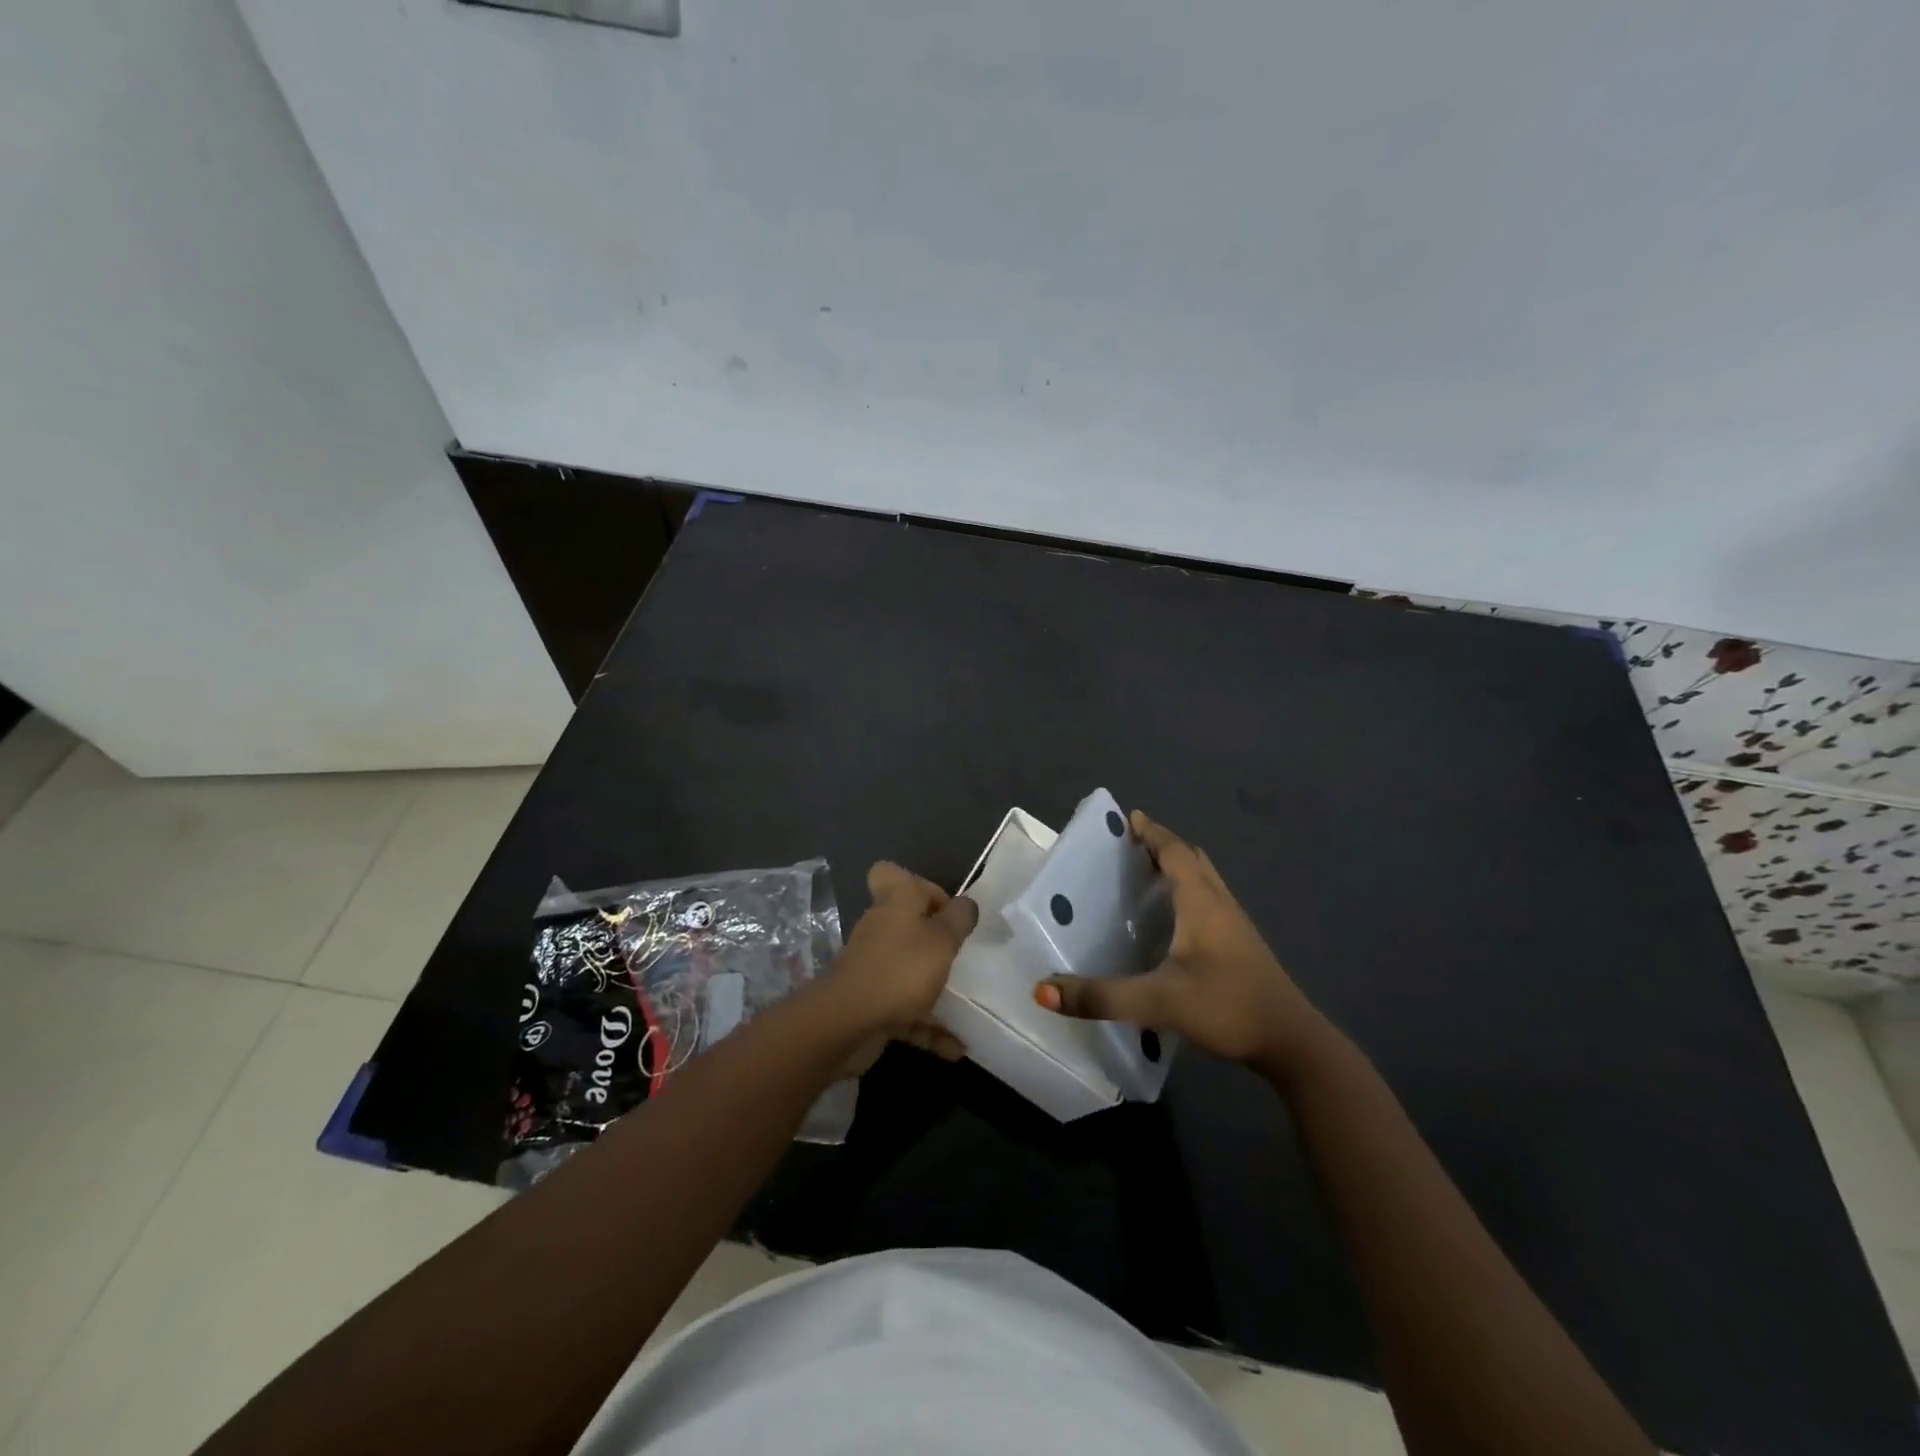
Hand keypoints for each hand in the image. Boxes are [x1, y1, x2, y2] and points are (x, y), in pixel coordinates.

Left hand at [826, 861, 976, 1064]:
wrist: (846, 1025)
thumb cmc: (900, 970)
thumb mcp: (941, 940)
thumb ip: (958, 919)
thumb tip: (967, 904)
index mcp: (895, 903)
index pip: (891, 874)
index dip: (919, 885)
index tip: (945, 908)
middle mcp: (881, 930)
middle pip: (906, 924)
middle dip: (936, 940)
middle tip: (963, 954)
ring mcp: (874, 968)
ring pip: (909, 969)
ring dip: (936, 986)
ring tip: (969, 1003)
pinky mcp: (873, 1003)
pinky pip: (907, 1011)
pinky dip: (929, 1027)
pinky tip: (956, 1048)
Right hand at [1035, 811, 1326, 1073]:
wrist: (1291, 1042)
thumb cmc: (1226, 1007)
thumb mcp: (1158, 1002)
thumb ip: (1101, 997)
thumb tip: (1043, 989)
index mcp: (1201, 902)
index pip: (1175, 852)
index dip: (1152, 833)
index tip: (1130, 818)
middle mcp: (1220, 903)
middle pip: (1192, 859)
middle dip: (1163, 845)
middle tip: (1132, 844)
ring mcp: (1236, 924)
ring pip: (1205, 879)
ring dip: (1179, 866)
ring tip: (1148, 872)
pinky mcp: (1242, 944)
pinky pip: (1210, 900)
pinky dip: (1189, 890)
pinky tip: (1175, 917)